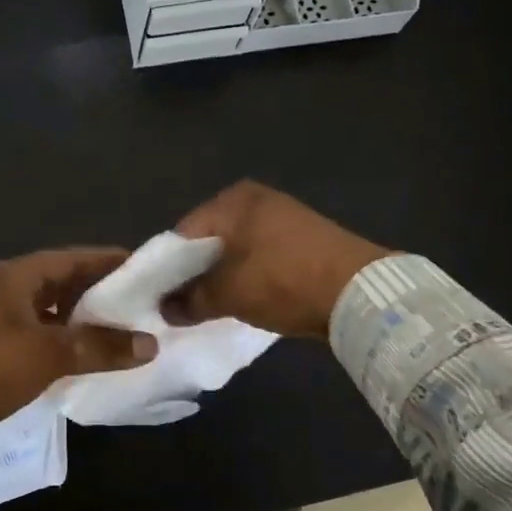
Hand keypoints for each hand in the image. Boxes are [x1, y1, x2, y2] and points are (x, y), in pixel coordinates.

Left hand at [0, 248, 157, 459]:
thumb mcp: (49, 354)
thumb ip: (101, 347)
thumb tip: (150, 344)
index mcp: (14, 278)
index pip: (72, 259)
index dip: (108, 262)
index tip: (143, 269)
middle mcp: (3, 291)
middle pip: (61, 284)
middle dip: (98, 294)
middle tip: (139, 305)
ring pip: (49, 314)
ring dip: (80, 323)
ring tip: (120, 334)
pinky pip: (36, 338)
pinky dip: (61, 345)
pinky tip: (85, 360)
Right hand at [161, 181, 391, 339]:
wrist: (359, 293)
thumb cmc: (285, 281)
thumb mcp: (230, 293)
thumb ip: (191, 300)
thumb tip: (165, 310)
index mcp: (233, 200)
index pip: (182, 233)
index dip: (164, 268)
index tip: (152, 298)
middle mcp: (255, 200)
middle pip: (208, 241)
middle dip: (191, 274)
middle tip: (174, 307)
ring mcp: (281, 219)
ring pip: (233, 251)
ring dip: (218, 279)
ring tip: (202, 309)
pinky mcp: (299, 241)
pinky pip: (257, 258)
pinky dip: (244, 278)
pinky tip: (237, 302)